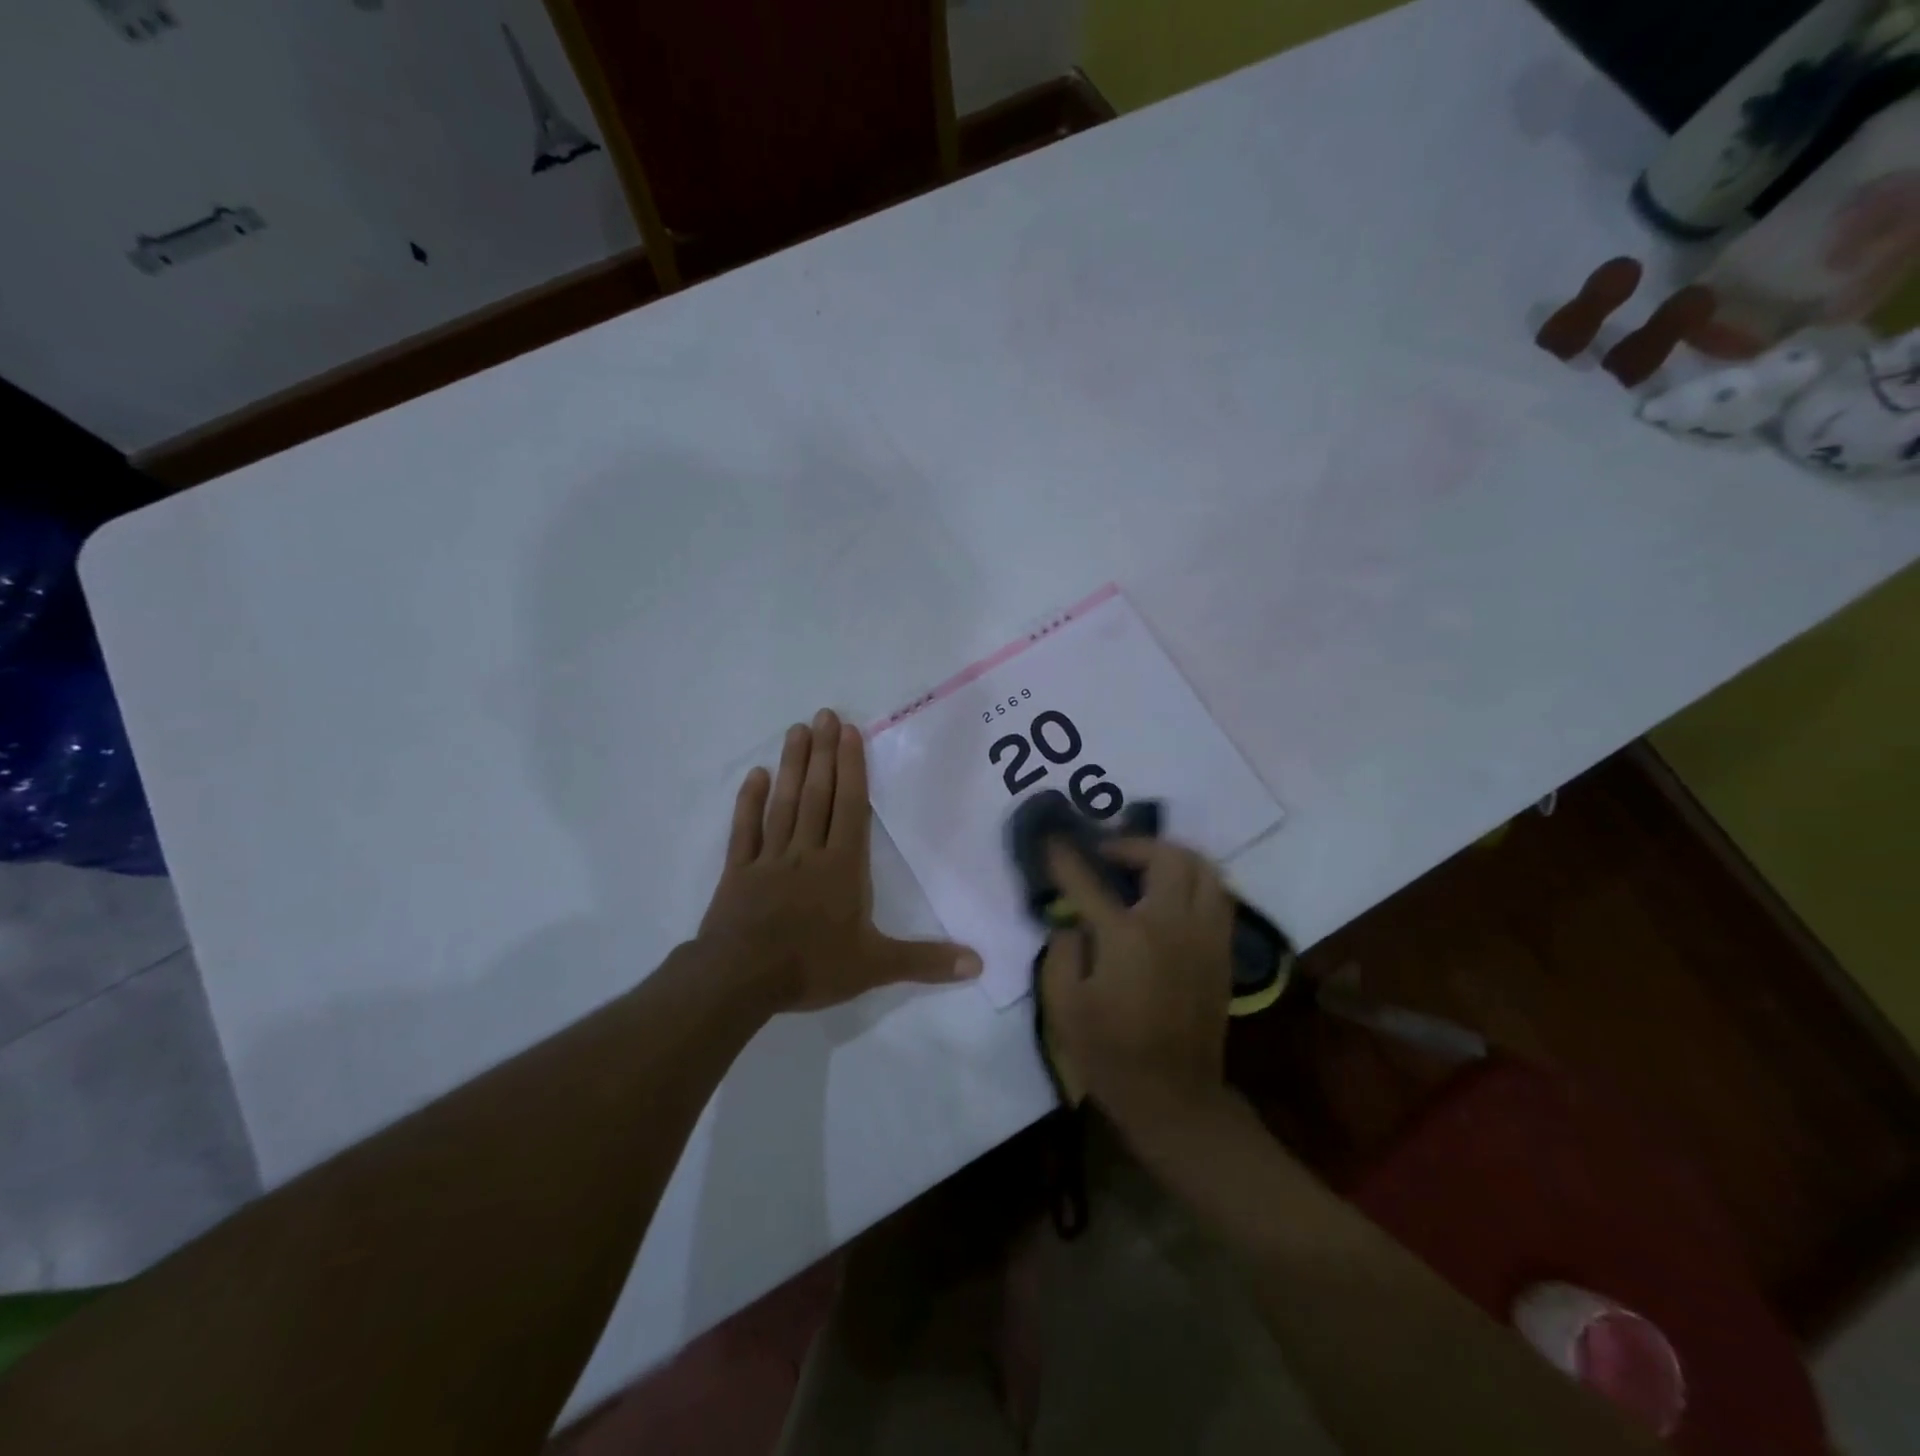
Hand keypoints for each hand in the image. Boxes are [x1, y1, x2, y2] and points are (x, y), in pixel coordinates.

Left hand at [699, 708, 980, 1010]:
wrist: (740, 980)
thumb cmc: (812, 967)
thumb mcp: (876, 967)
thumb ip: (925, 961)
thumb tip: (979, 965)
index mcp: (841, 867)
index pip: (850, 808)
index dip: (851, 768)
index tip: (849, 732)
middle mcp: (807, 852)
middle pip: (817, 795)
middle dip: (823, 754)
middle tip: (823, 715)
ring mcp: (769, 859)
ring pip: (784, 804)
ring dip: (792, 766)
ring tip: (797, 730)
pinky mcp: (738, 872)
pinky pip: (744, 830)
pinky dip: (749, 802)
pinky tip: (756, 775)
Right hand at [1038, 837, 1234, 1128]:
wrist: (1173, 1097)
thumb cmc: (1109, 1052)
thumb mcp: (1062, 1005)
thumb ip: (1061, 951)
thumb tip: (1072, 922)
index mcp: (1126, 936)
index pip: (1090, 881)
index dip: (1066, 858)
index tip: (1053, 842)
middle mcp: (1172, 924)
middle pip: (1166, 857)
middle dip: (1133, 844)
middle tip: (1109, 854)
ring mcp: (1205, 936)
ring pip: (1203, 869)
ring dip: (1172, 856)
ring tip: (1146, 865)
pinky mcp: (1222, 951)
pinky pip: (1219, 895)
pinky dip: (1196, 881)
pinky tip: (1174, 893)